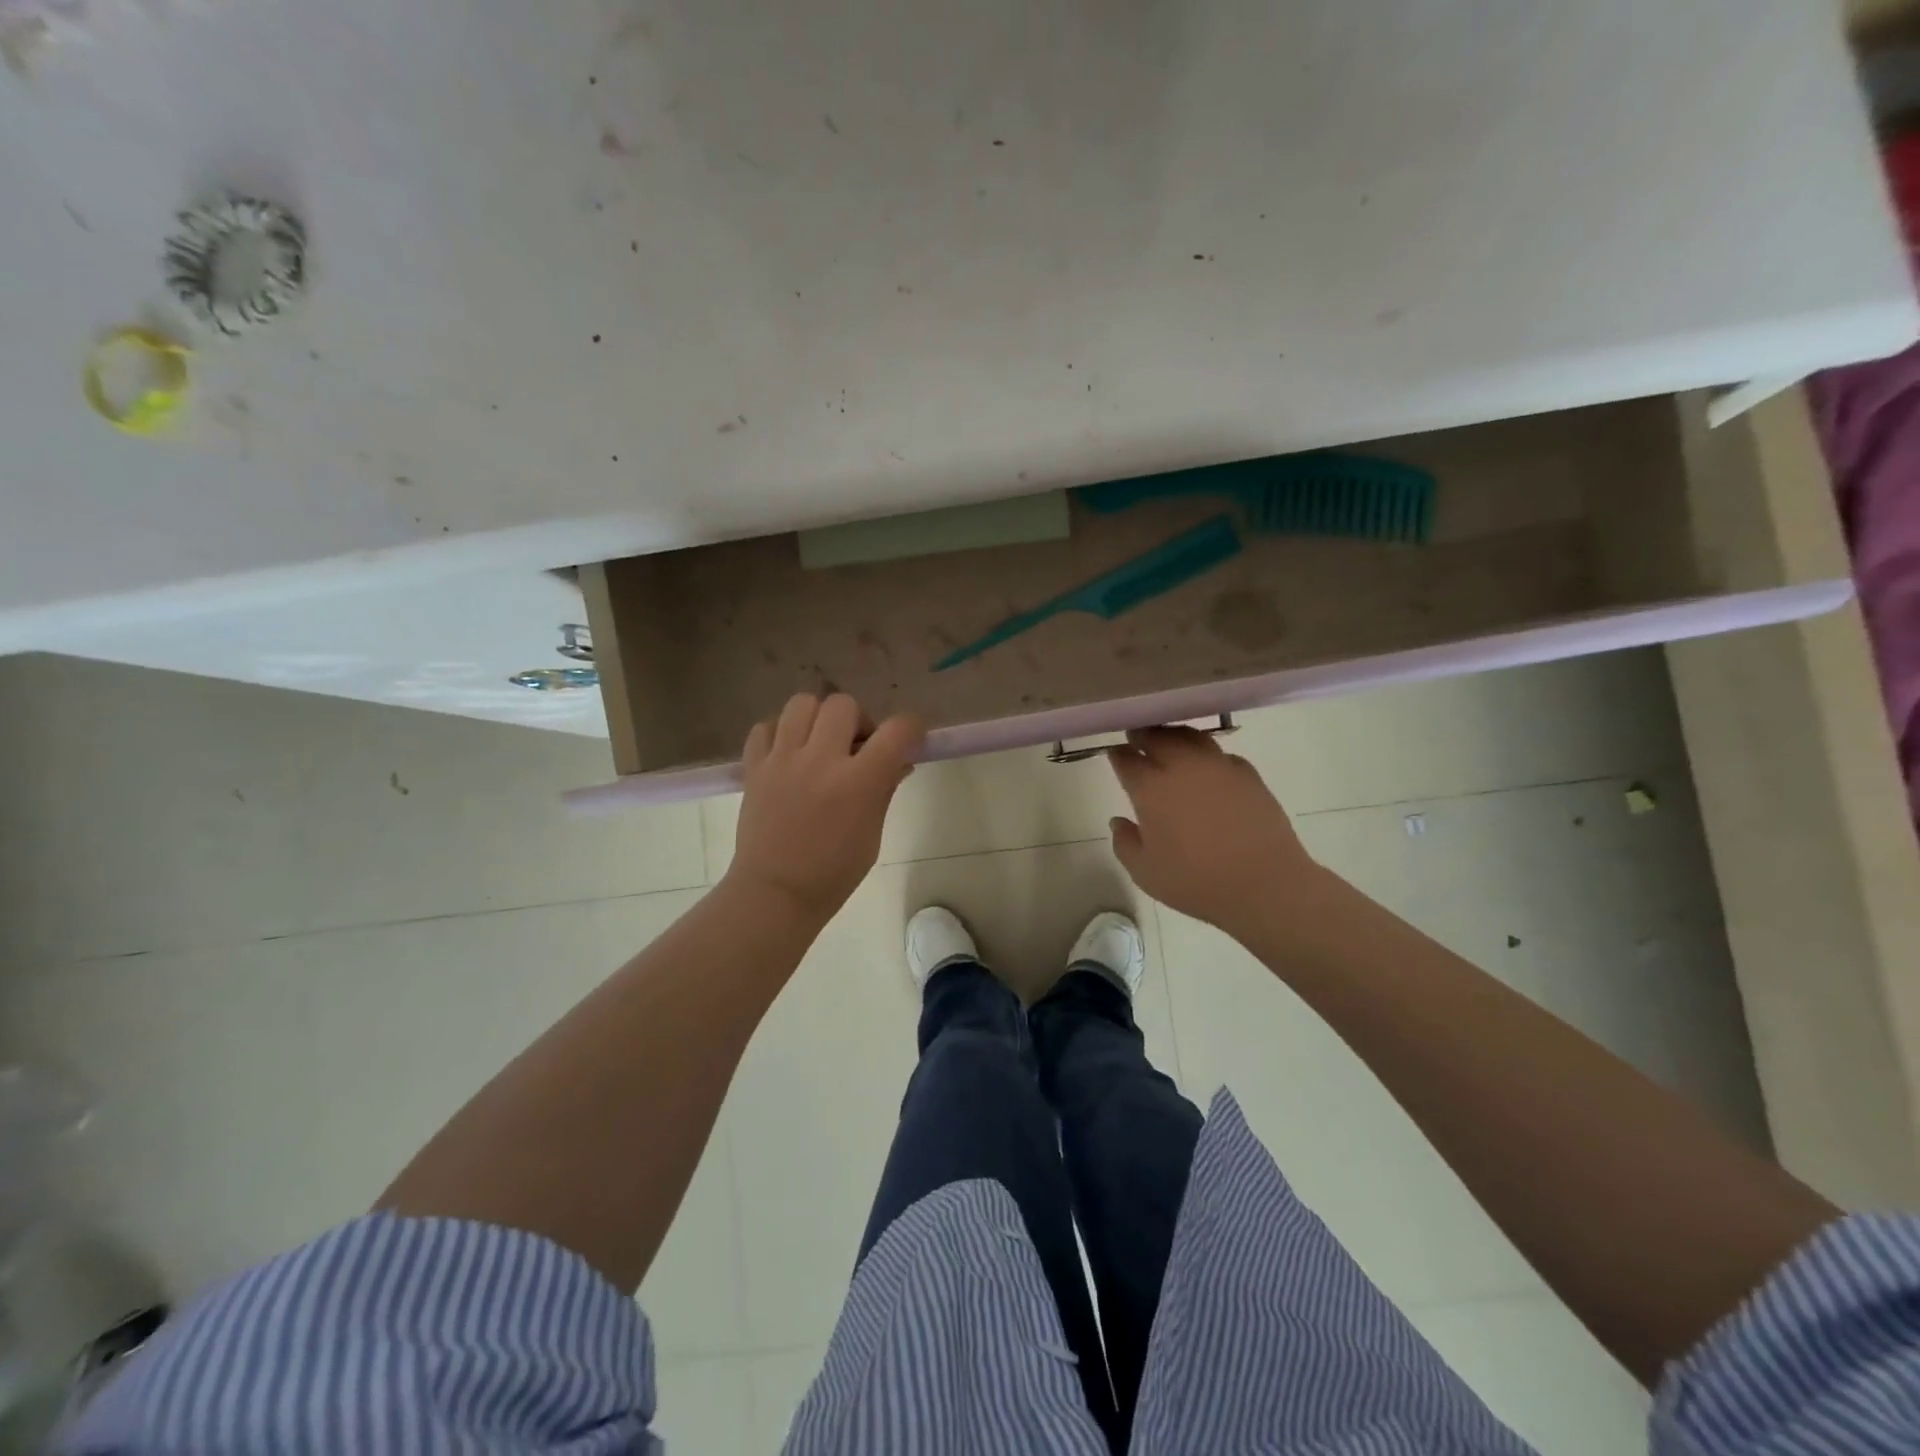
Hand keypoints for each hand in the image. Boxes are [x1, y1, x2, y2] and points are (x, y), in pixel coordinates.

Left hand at [725, 693, 923, 922]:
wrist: (775, 893)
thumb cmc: (833, 872)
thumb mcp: (872, 834)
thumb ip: (884, 790)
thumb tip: (900, 761)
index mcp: (857, 782)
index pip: (896, 731)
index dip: (911, 727)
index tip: (910, 738)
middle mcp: (820, 761)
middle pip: (843, 704)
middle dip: (858, 720)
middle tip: (855, 747)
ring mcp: (782, 760)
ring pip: (802, 703)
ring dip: (818, 717)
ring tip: (819, 744)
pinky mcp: (754, 767)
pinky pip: (766, 726)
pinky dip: (781, 732)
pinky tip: (790, 753)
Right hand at [1107, 727, 1327, 932]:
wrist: (1265, 884)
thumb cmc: (1196, 882)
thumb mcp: (1145, 873)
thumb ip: (1124, 843)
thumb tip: (1118, 821)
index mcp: (1151, 788)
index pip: (1126, 758)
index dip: (1118, 754)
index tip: (1115, 755)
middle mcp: (1183, 766)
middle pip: (1157, 736)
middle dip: (1143, 735)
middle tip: (1137, 738)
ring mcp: (1218, 766)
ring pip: (1190, 736)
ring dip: (1174, 737)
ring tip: (1170, 744)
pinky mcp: (1247, 773)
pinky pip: (1220, 753)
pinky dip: (1206, 754)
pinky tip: (1207, 768)